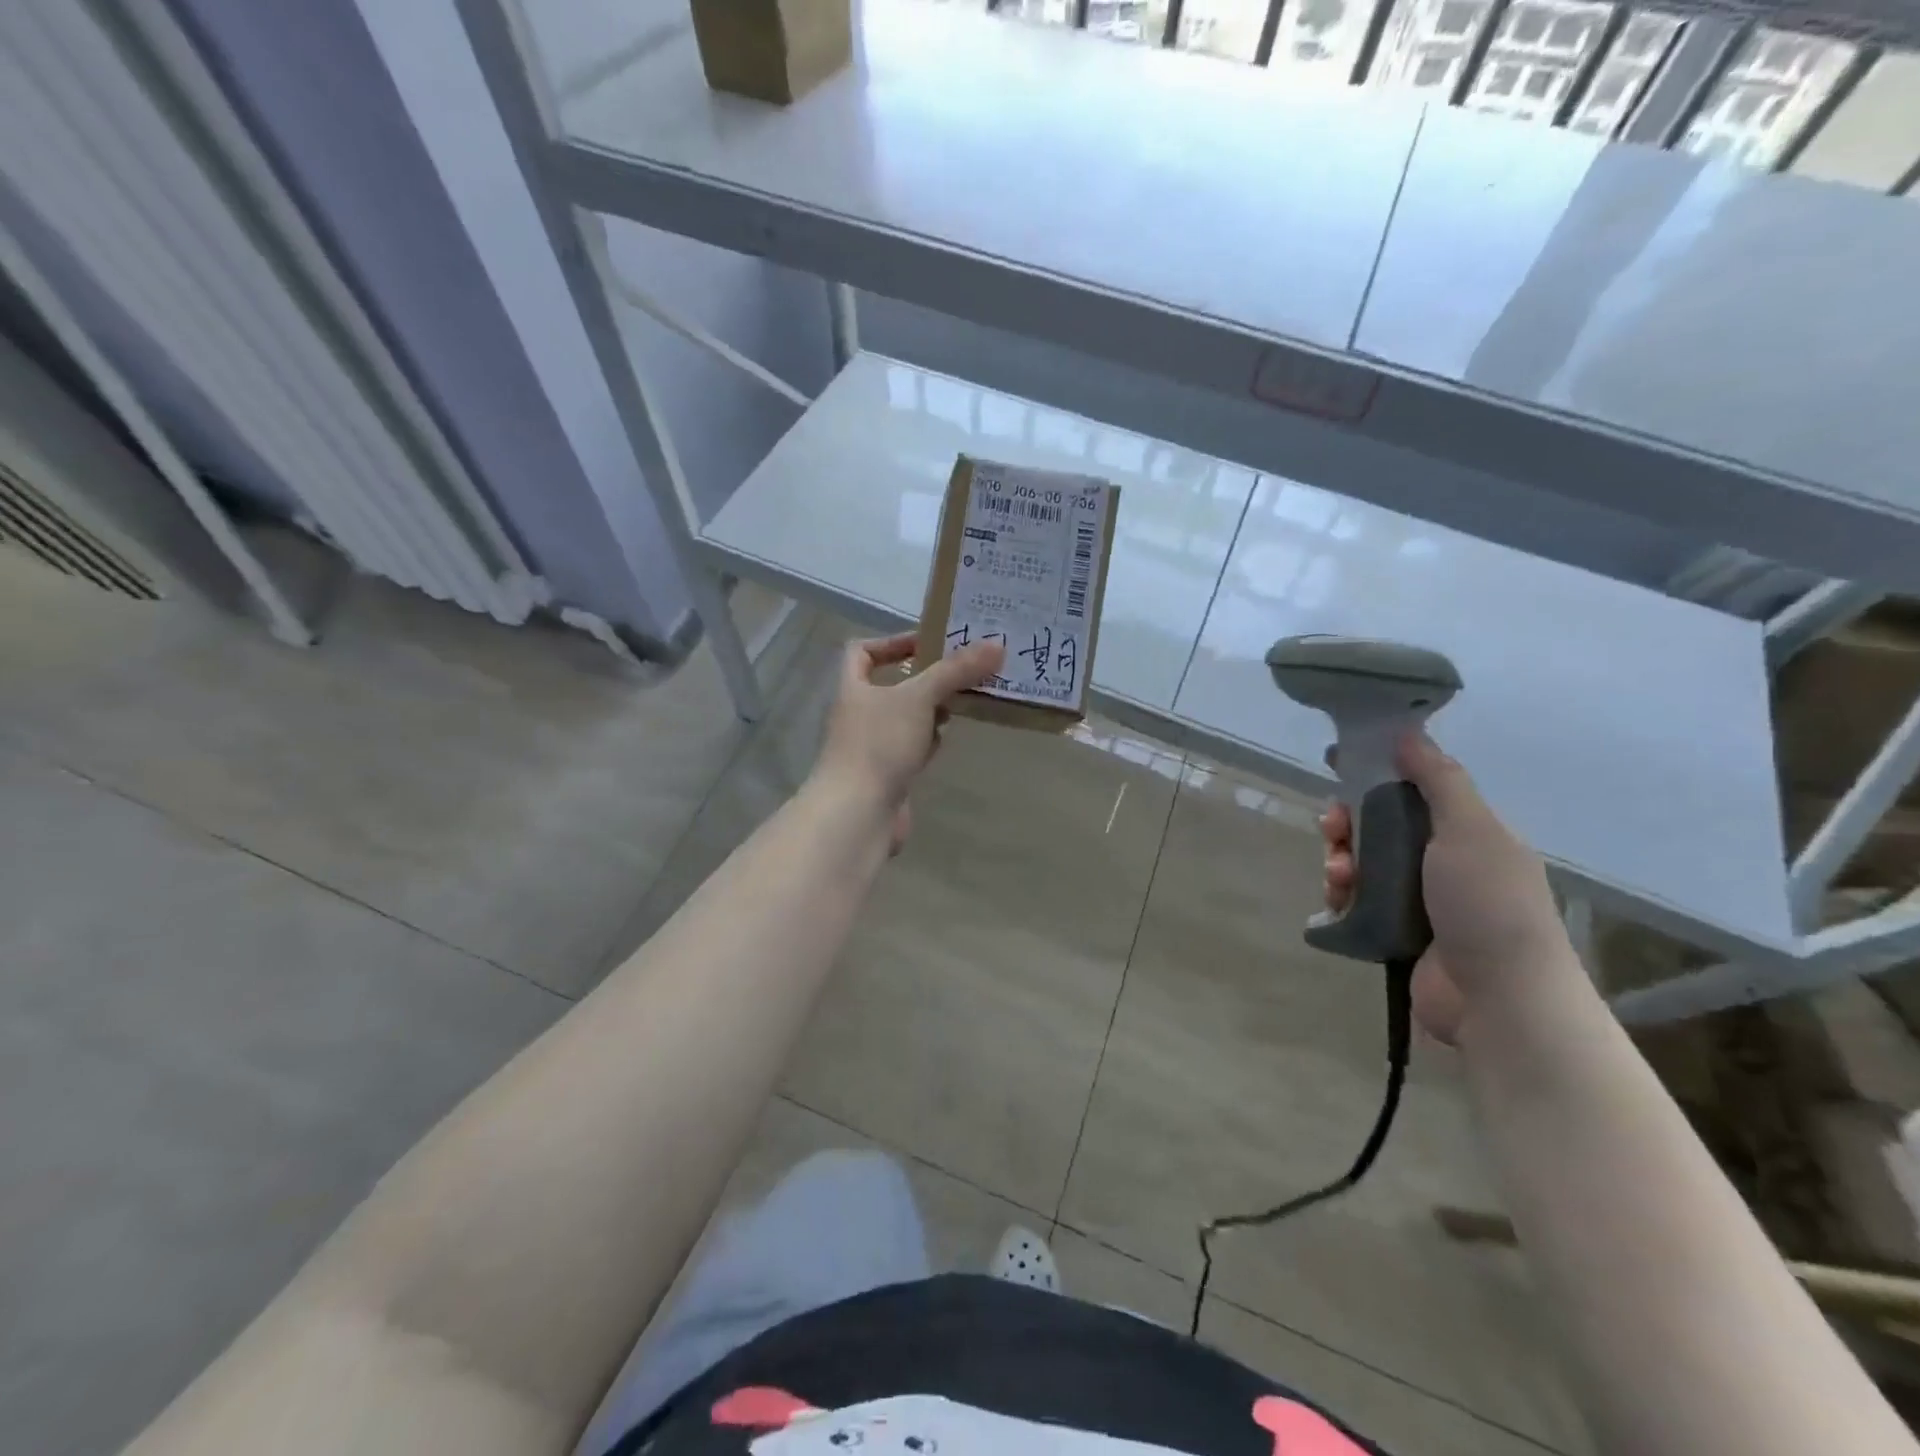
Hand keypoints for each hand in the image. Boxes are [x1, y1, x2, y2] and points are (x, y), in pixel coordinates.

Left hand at [811, 632, 1005, 851]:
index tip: (929, 644)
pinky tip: (946, 741)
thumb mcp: (919, 698)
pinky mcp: (887, 774)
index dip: (893, 642)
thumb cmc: (880, 745)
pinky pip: (910, 749)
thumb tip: (997, 644)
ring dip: (931, 711)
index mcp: (854, 688)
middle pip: (891, 686)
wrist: (857, 814)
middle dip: (926, 679)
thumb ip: (956, 671)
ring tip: (965, 701)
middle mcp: (858, 714)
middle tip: (963, 673)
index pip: (862, 651)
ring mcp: (872, 747)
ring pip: (905, 719)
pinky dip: (928, 742)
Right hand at [1319, 732, 1570, 1043]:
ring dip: (1340, 859)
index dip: (1376, 772)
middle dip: (1349, 820)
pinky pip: (1355, 900)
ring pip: (1362, 862)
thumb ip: (1439, 779)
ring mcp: (1419, 899)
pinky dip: (1341, 894)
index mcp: (1468, 832)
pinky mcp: (1395, 931)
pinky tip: (1338, 899)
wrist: (1500, 999)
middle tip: (1333, 827)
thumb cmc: (1488, 904)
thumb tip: (1409, 732)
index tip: (1338, 763)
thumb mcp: (1470, 830)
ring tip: (1339, 875)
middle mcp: (1443, 861)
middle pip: (1379, 824)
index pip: (1413, 788)